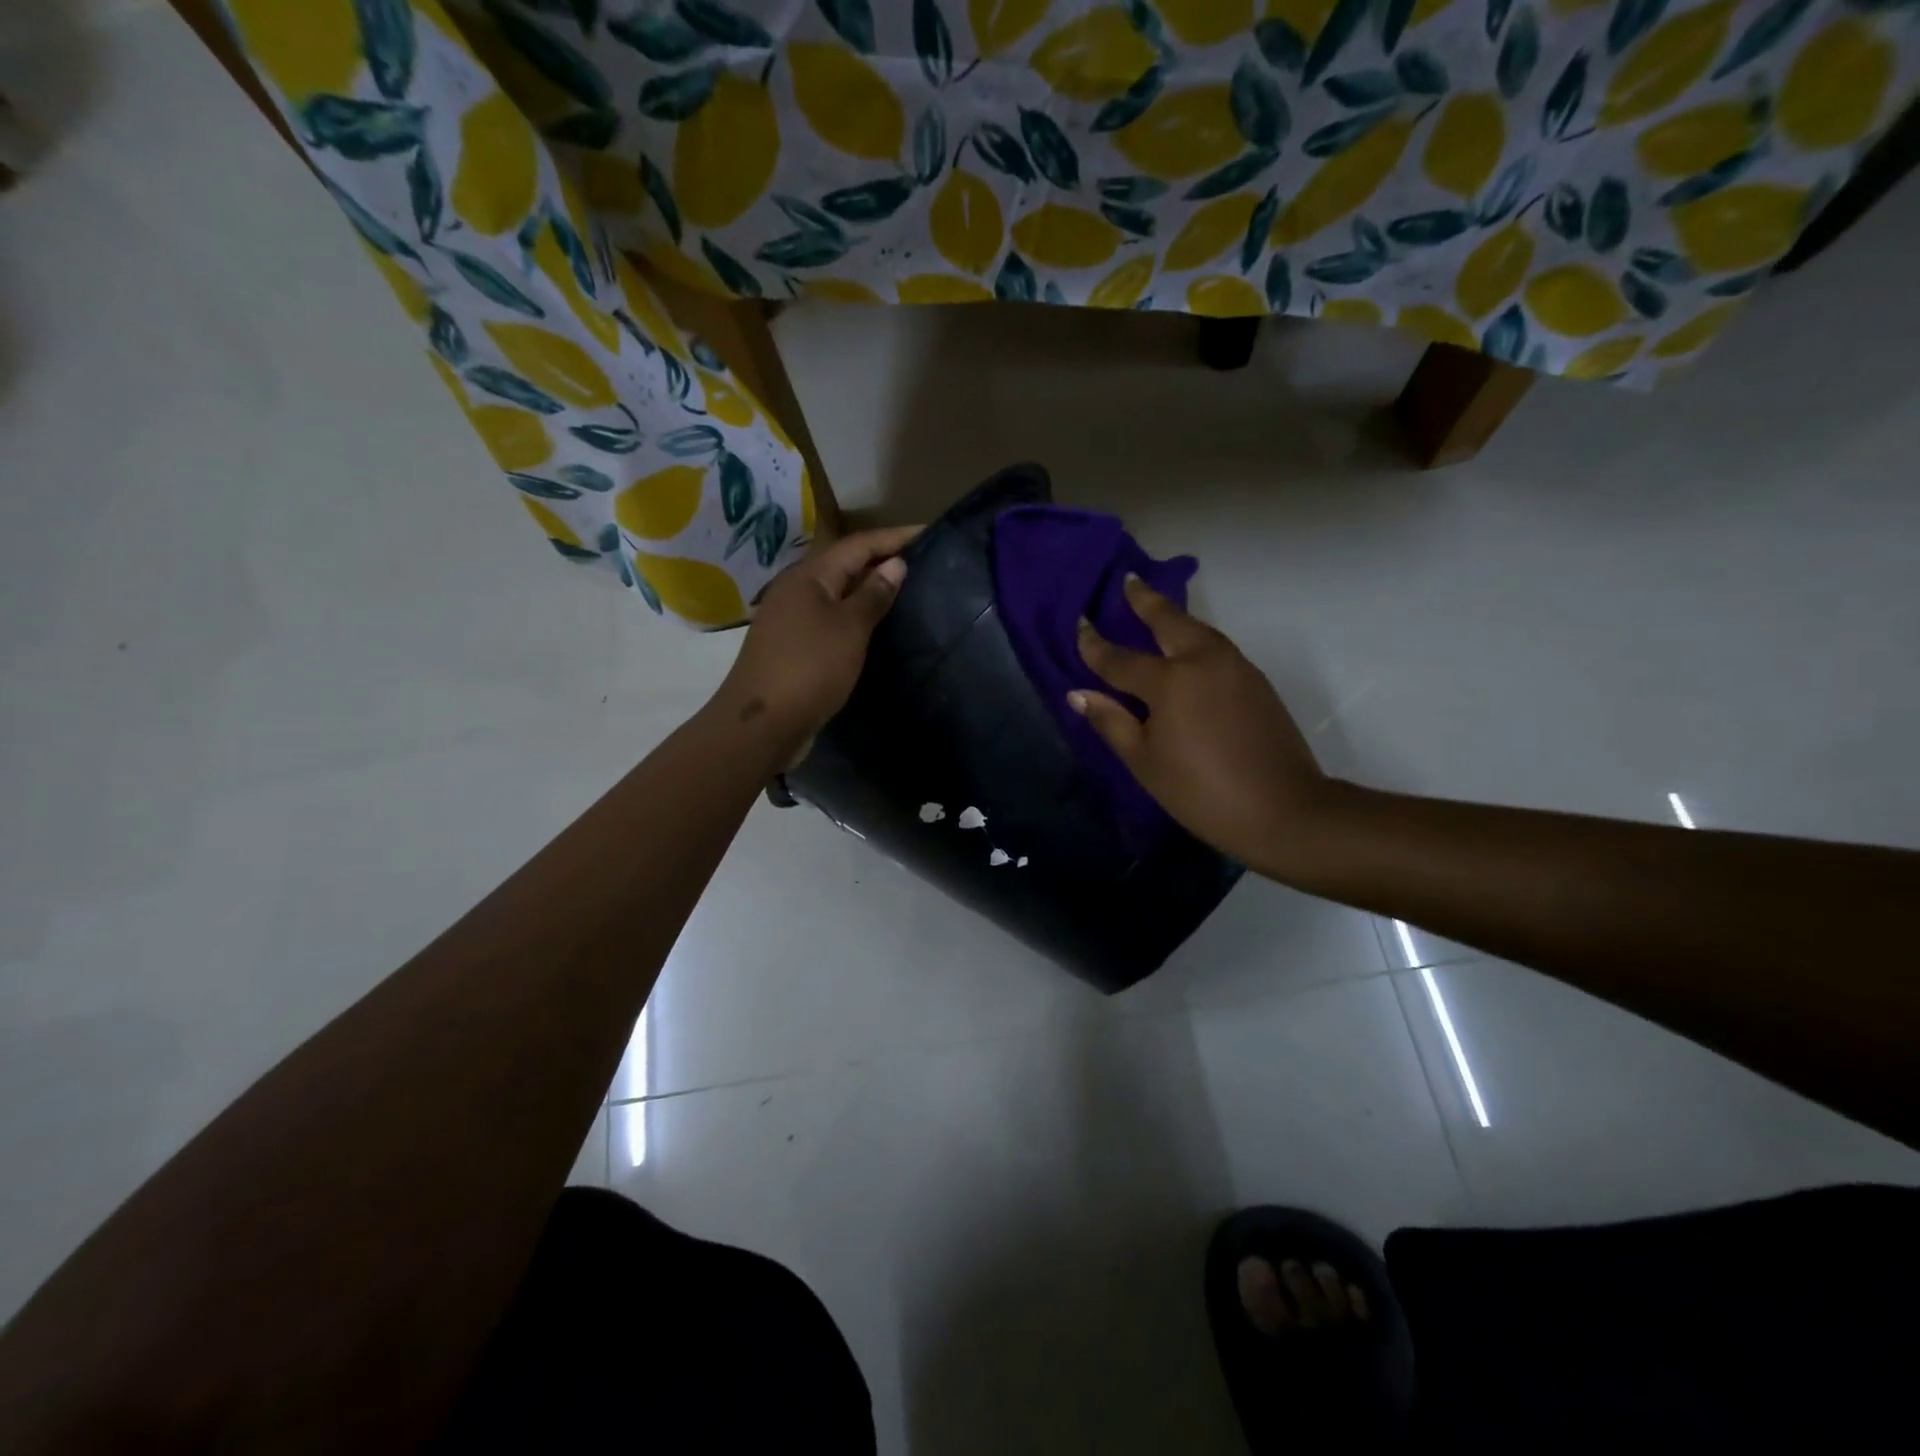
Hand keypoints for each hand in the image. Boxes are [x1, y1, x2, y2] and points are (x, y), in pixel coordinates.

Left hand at [716, 526, 918, 759]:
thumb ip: (873, 595)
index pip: (857, 544)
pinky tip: (875, 627)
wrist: (762, 723)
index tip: (929, 533)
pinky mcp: (792, 646)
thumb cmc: (810, 668)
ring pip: (836, 594)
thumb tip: (895, 564)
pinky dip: (854, 616)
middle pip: (844, 565)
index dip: (893, 537)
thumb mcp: (850, 629)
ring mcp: (791, 619)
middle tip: (922, 563)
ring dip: (868, 590)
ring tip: (905, 592)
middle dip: (881, 560)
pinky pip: (830, 619)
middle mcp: (796, 590)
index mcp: (808, 576)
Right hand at [1071, 575, 1339, 874]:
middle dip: (1146, 600)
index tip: (1079, 623)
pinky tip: (1187, 647)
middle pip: (1169, 621)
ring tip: (1155, 607)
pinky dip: (1195, 637)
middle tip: (1129, 580)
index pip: (1120, 658)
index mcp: (1170, 681)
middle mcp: (1203, 661)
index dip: (1094, 644)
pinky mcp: (1256, 681)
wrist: (1284, 810)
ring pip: (1198, 630)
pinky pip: (1216, 646)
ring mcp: (1235, 667)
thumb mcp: (1145, 762)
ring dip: (1174, 615)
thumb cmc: (1201, 791)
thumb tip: (1078, 693)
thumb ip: (1111, 722)